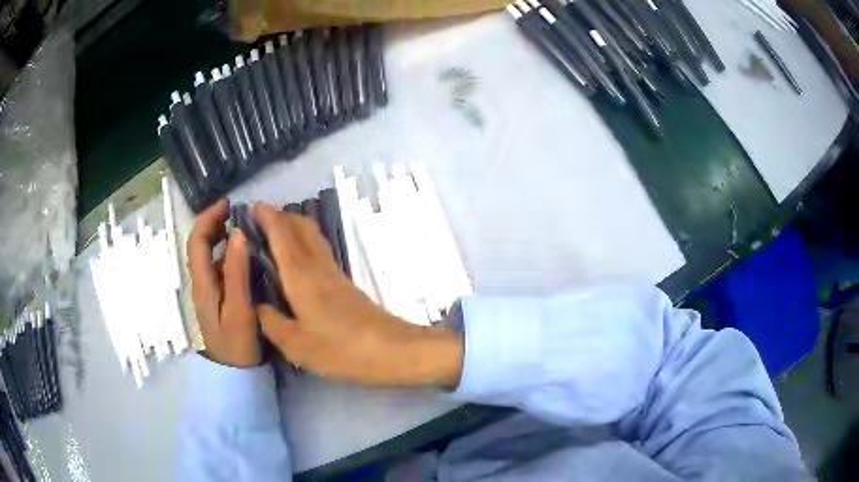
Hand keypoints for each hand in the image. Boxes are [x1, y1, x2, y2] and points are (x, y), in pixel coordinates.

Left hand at [188, 200, 261, 367]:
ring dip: (222, 237)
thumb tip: (238, 234)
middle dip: (214, 223)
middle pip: (199, 245)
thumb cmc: (237, 345)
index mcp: (203, 284)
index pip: (196, 241)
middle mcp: (201, 283)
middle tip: (239, 214)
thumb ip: (238, 273)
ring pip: (209, 255)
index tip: (229, 205)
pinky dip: (229, 253)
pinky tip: (246, 256)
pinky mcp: (218, 299)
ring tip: (245, 229)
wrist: (235, 375)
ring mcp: (209, 292)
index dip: (208, 218)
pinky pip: (219, 267)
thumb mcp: (239, 310)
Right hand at [252, 203, 463, 386]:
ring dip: (292, 225)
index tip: (250, 206)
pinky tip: (296, 258)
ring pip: (312, 235)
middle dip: (279, 215)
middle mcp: (318, 266)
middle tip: (257, 217)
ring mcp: (334, 273)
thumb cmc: (340, 349)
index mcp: (301, 276)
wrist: (391, 350)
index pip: (281, 234)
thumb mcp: (296, 345)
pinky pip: (319, 250)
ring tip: (272, 232)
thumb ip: (271, 323)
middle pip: (300, 226)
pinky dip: (302, 242)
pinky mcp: (344, 283)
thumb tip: (257, 305)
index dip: (266, 216)